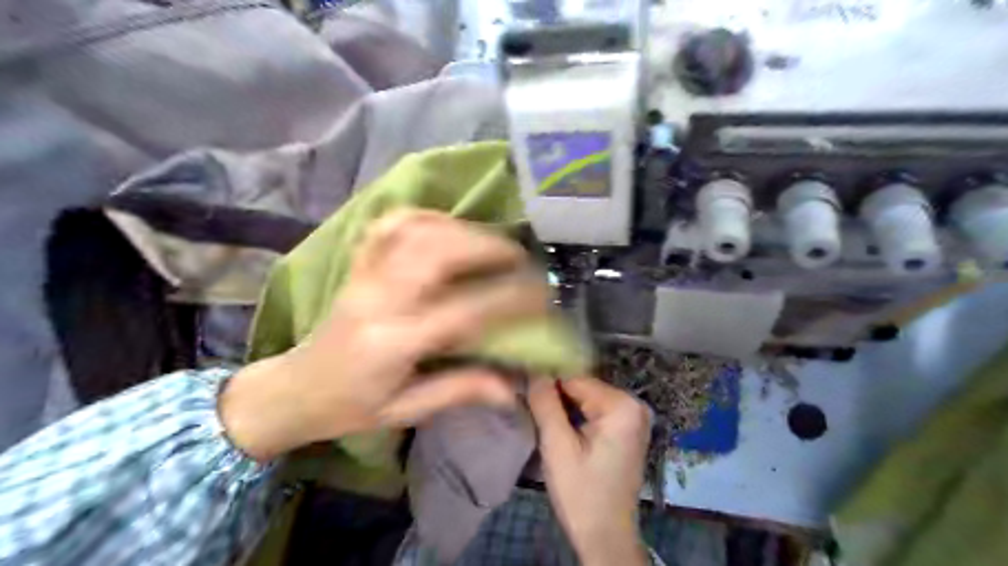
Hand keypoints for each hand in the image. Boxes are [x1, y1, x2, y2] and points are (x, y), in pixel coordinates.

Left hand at [221, 209, 550, 461]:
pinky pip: (390, 224)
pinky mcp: (357, 264)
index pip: (463, 310)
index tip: (542, 292)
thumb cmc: (350, 407)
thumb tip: (513, 388)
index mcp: (393, 342)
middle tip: (521, 257)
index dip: (509, 297)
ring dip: (462, 229)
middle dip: (488, 247)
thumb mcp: (405, 410)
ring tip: (491, 242)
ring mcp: (364, 275)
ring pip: (415, 230)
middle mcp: (379, 299)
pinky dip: (425, 217)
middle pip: (437, 252)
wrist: (295, 389)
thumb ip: (459, 391)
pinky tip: (448, 227)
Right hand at [528, 375, 654, 565]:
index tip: (521, 387)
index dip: (545, 382)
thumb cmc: (581, 493)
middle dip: (554, 396)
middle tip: (528, 406)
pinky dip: (574, 417)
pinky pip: (594, 411)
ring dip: (562, 407)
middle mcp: (633, 404)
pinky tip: (556, 426)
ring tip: (537, 415)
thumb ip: (544, 402)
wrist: (605, 537)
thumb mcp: (557, 446)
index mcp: (622, 405)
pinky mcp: (627, 430)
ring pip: (585, 399)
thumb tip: (532, 368)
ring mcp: (633, 417)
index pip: (574, 378)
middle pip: (581, 388)